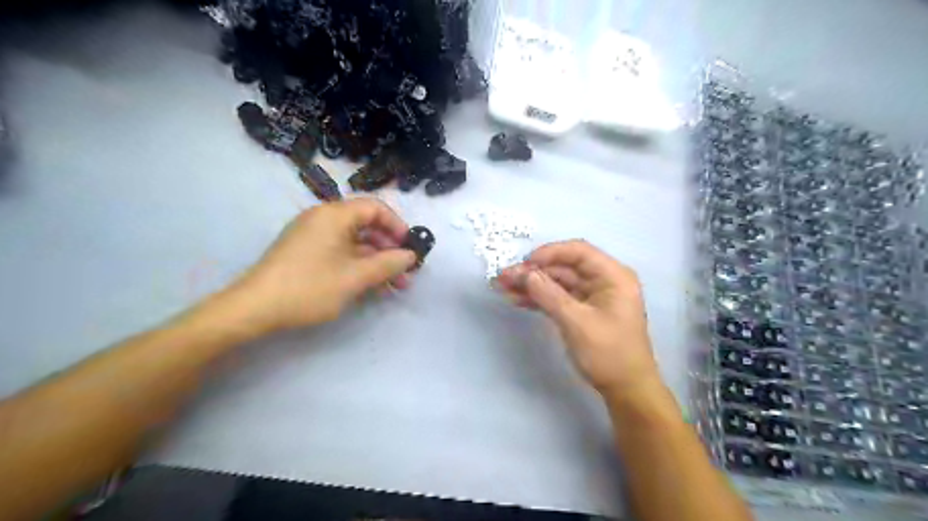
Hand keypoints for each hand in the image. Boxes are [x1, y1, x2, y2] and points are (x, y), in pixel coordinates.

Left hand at [226, 200, 414, 332]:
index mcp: (334, 215)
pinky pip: (341, 253)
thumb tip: (411, 256)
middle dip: (390, 249)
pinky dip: (359, 266)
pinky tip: (372, 286)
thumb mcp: (355, 277)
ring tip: (395, 286)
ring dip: (377, 262)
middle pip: (366, 226)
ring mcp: (313, 237)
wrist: (254, 309)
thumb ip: (388, 264)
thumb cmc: (309, 287)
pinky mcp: (307, 254)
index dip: (397, 226)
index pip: (375, 208)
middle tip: (406, 272)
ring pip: (355, 243)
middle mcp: (323, 219)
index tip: (409, 248)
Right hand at [496, 242, 662, 395]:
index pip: (578, 252)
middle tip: (504, 277)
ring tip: (503, 287)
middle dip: (534, 271)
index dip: (549, 253)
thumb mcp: (576, 322)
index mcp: (612, 276)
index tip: (524, 262)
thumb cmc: (608, 353)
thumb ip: (549, 295)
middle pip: (564, 267)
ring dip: (532, 285)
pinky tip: (517, 299)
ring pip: (558, 282)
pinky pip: (558, 297)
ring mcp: (592, 296)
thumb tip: (525, 274)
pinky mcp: (583, 310)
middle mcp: (603, 280)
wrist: (626, 390)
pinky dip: (539, 298)